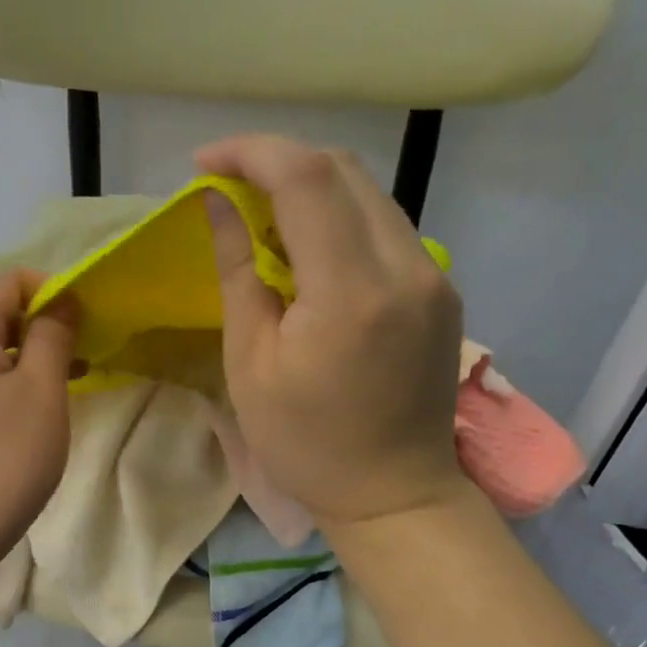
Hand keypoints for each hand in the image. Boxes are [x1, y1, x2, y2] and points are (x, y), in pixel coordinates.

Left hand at [0, 269, 77, 578]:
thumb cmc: (0, 461)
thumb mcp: (41, 393)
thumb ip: (52, 336)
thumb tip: (59, 302)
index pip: (6, 280)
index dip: (51, 290)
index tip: (84, 325)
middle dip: (39, 327)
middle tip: (79, 360)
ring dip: (23, 359)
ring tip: (58, 390)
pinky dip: (0, 385)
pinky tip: (20, 419)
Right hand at [199, 134, 466, 531]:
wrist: (394, 493)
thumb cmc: (305, 444)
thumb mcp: (251, 364)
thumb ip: (238, 272)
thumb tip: (218, 203)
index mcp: (350, 292)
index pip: (306, 178)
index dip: (251, 153)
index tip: (205, 163)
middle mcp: (405, 267)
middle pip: (343, 169)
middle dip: (279, 161)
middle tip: (229, 187)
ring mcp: (433, 275)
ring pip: (369, 192)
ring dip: (311, 186)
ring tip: (262, 215)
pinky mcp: (441, 289)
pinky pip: (386, 226)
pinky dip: (341, 216)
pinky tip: (309, 246)